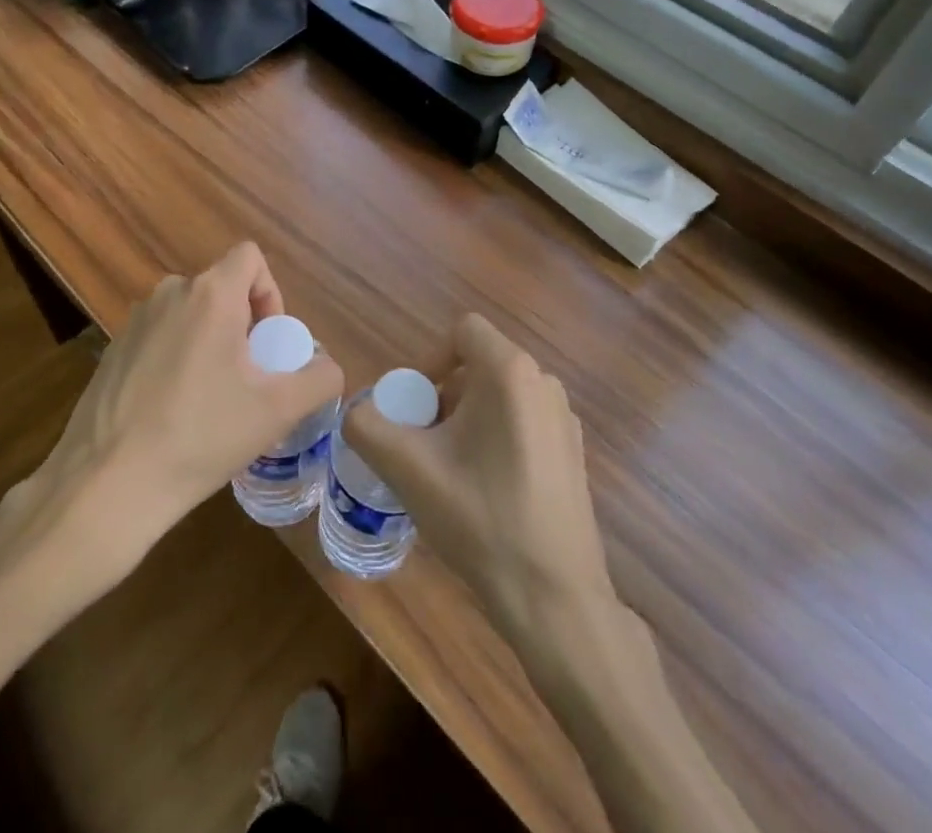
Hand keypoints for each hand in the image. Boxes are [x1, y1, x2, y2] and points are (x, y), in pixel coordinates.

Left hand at [8, 243, 342, 585]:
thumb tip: (328, 368)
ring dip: (210, 342)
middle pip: (221, 288)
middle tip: (247, 379)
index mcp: (210, 294)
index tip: (268, 343)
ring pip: (189, 314)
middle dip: (243, 325)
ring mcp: (134, 322)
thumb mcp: (278, 411)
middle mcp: (169, 293)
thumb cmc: (201, 436)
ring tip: (211, 399)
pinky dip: (176, 359)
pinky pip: (160, 338)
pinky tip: (172, 412)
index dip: (271, 292)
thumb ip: (319, 379)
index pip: (250, 257)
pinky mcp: (111, 351)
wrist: (107, 485)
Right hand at [345, 314, 614, 647]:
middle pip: (479, 365)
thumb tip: (358, 413)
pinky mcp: (573, 452)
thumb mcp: (408, 469)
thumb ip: (367, 427)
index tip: (414, 407)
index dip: (429, 359)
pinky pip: (523, 422)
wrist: (555, 598)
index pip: (462, 331)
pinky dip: (495, 438)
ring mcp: (564, 418)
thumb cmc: (480, 519)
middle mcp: (544, 383)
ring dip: (467, 419)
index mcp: (510, 372)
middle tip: (424, 444)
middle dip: (443, 396)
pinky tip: (486, 491)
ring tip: (450, 470)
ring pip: (500, 395)